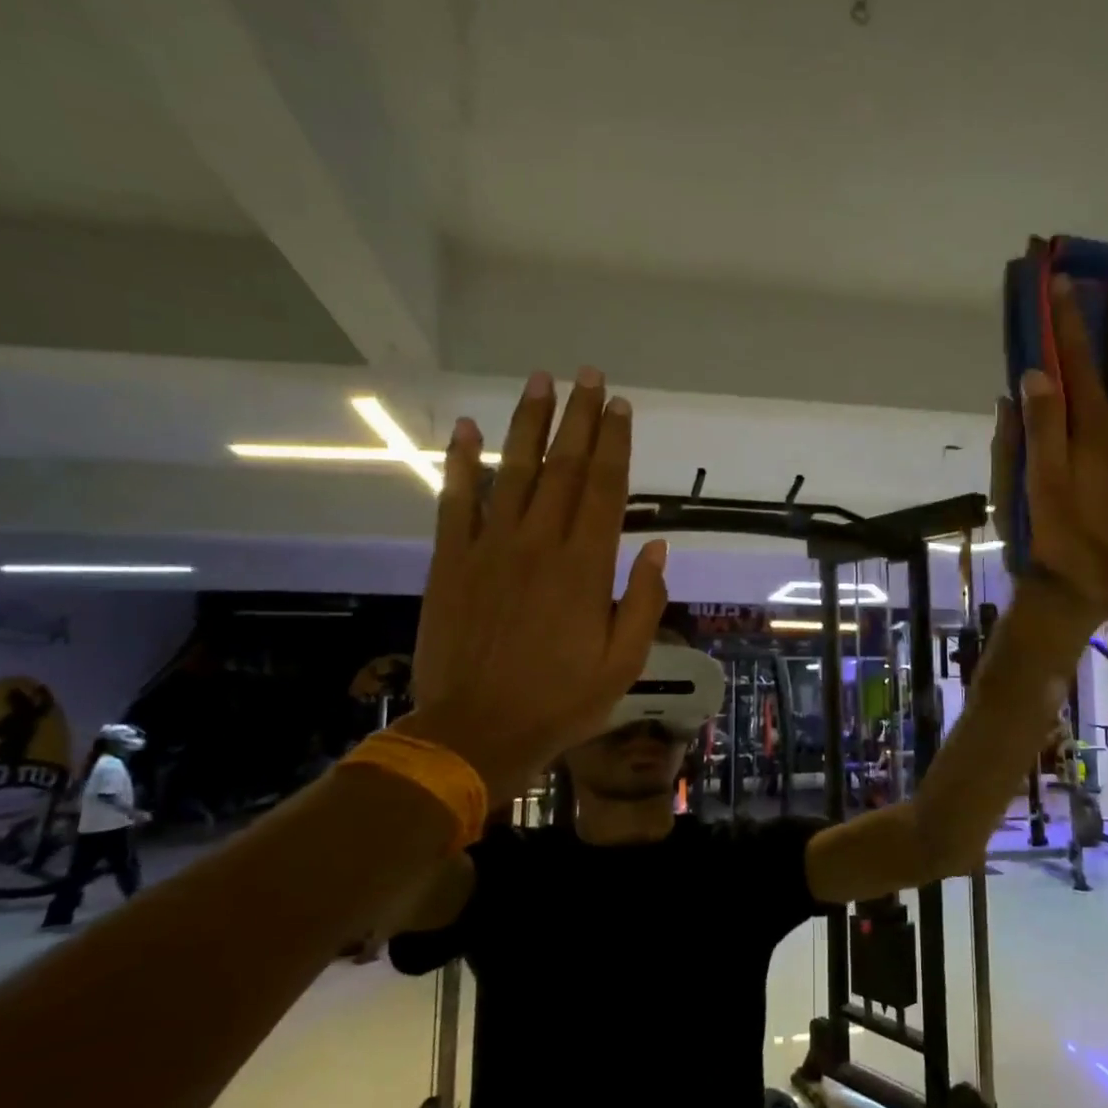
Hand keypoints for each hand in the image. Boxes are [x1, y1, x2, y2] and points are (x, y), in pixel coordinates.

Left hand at [400, 368, 668, 798]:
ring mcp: (490, 548)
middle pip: (564, 468)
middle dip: (579, 418)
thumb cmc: (560, 702)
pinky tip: (468, 428)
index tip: (621, 406)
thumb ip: (642, 603)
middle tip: (588, 376)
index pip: (606, 489)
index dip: (615, 443)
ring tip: (540, 381)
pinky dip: (462, 463)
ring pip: (514, 472)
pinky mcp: (451, 562)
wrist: (476, 731)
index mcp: (585, 568)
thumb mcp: (623, 664)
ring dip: (528, 424)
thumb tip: (657, 548)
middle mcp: (539, 544)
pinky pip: (455, 502)